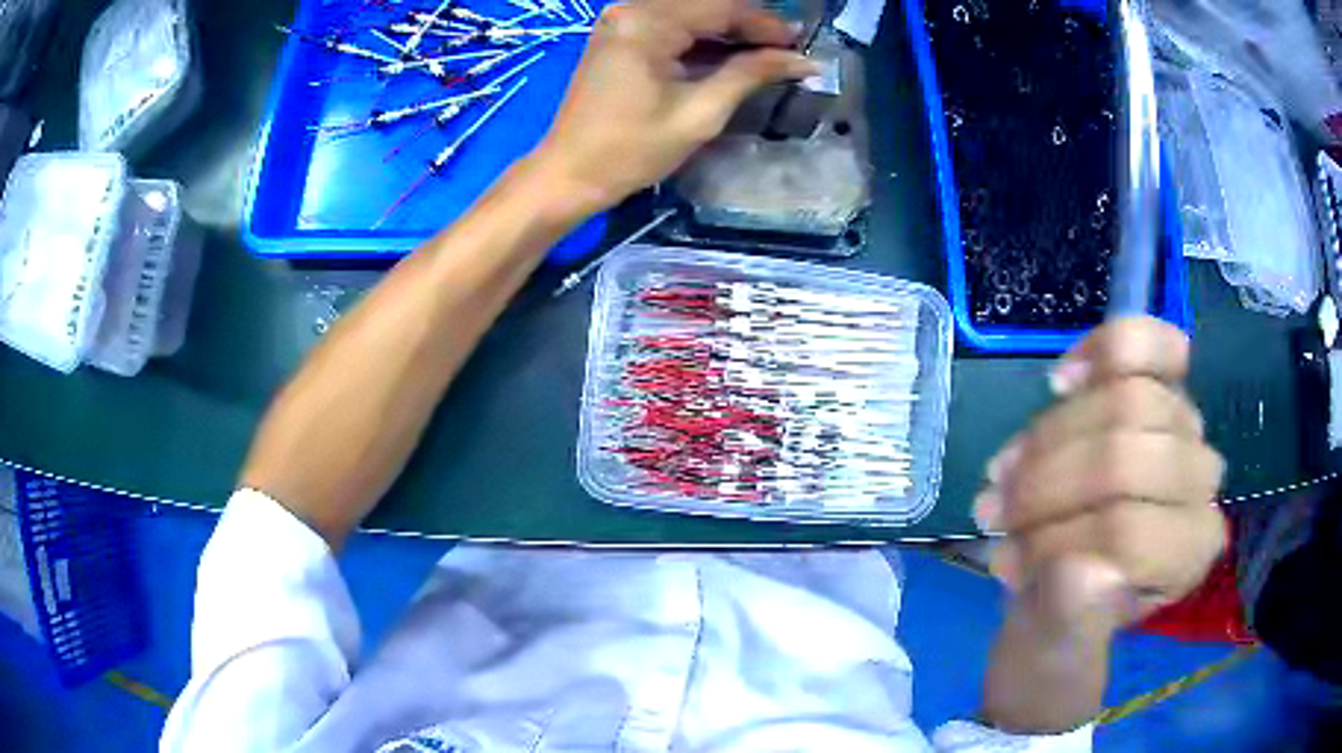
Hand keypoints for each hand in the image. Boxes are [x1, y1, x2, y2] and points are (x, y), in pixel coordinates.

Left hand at [525, 0, 815, 217]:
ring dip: (728, 33)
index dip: (766, 24)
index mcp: (647, 22)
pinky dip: (701, 41)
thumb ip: (750, 75)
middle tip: (787, 51)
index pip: (722, 7)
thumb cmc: (631, 150)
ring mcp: (621, 22)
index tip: (800, 45)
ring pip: (691, 15)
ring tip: (766, 55)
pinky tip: (728, 57)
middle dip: (749, 27)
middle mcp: (632, 10)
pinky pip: (671, 28)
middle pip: (706, 6)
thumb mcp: (699, 113)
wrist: (568, 174)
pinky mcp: (618, 37)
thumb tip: (802, 60)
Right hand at [977, 317, 1226, 732]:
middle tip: (996, 512)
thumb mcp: (1057, 643)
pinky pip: (1146, 344)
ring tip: (1008, 472)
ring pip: (1121, 398)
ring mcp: (1187, 428)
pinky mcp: (1167, 385)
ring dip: (1046, 437)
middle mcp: (1201, 486)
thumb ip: (1071, 619)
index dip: (1053, 540)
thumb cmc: (1068, 618)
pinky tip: (1063, 380)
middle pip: (1123, 454)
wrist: (1081, 577)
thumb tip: (1084, 570)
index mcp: (1186, 557)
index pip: (1124, 531)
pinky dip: (1101, 350)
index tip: (1006, 563)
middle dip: (1043, 483)